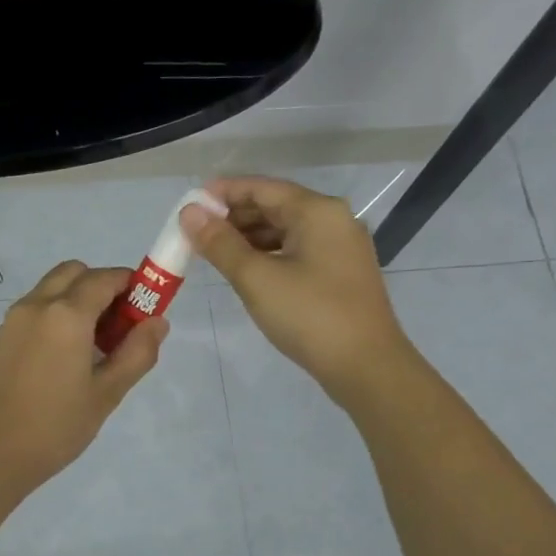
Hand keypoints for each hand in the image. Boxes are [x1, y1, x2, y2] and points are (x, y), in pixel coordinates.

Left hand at [0, 260, 167, 497]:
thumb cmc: (56, 426)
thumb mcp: (107, 393)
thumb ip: (137, 353)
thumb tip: (157, 322)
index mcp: (66, 314)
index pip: (106, 278)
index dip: (131, 286)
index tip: (146, 310)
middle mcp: (37, 304)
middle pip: (75, 273)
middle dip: (102, 286)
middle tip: (118, 326)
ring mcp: (14, 319)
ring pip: (53, 287)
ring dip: (78, 299)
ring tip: (94, 345)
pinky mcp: (2, 337)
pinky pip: (36, 307)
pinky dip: (57, 313)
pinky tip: (66, 356)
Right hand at [182, 176, 412, 405]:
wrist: (366, 367)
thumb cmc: (309, 316)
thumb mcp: (256, 278)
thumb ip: (220, 243)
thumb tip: (189, 213)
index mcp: (317, 211)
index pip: (262, 188)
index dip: (223, 192)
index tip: (190, 204)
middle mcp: (334, 220)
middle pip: (276, 206)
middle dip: (235, 216)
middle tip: (196, 232)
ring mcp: (342, 247)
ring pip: (287, 230)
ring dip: (250, 237)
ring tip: (215, 251)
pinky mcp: (342, 273)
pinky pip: (298, 250)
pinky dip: (269, 254)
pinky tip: (247, 270)